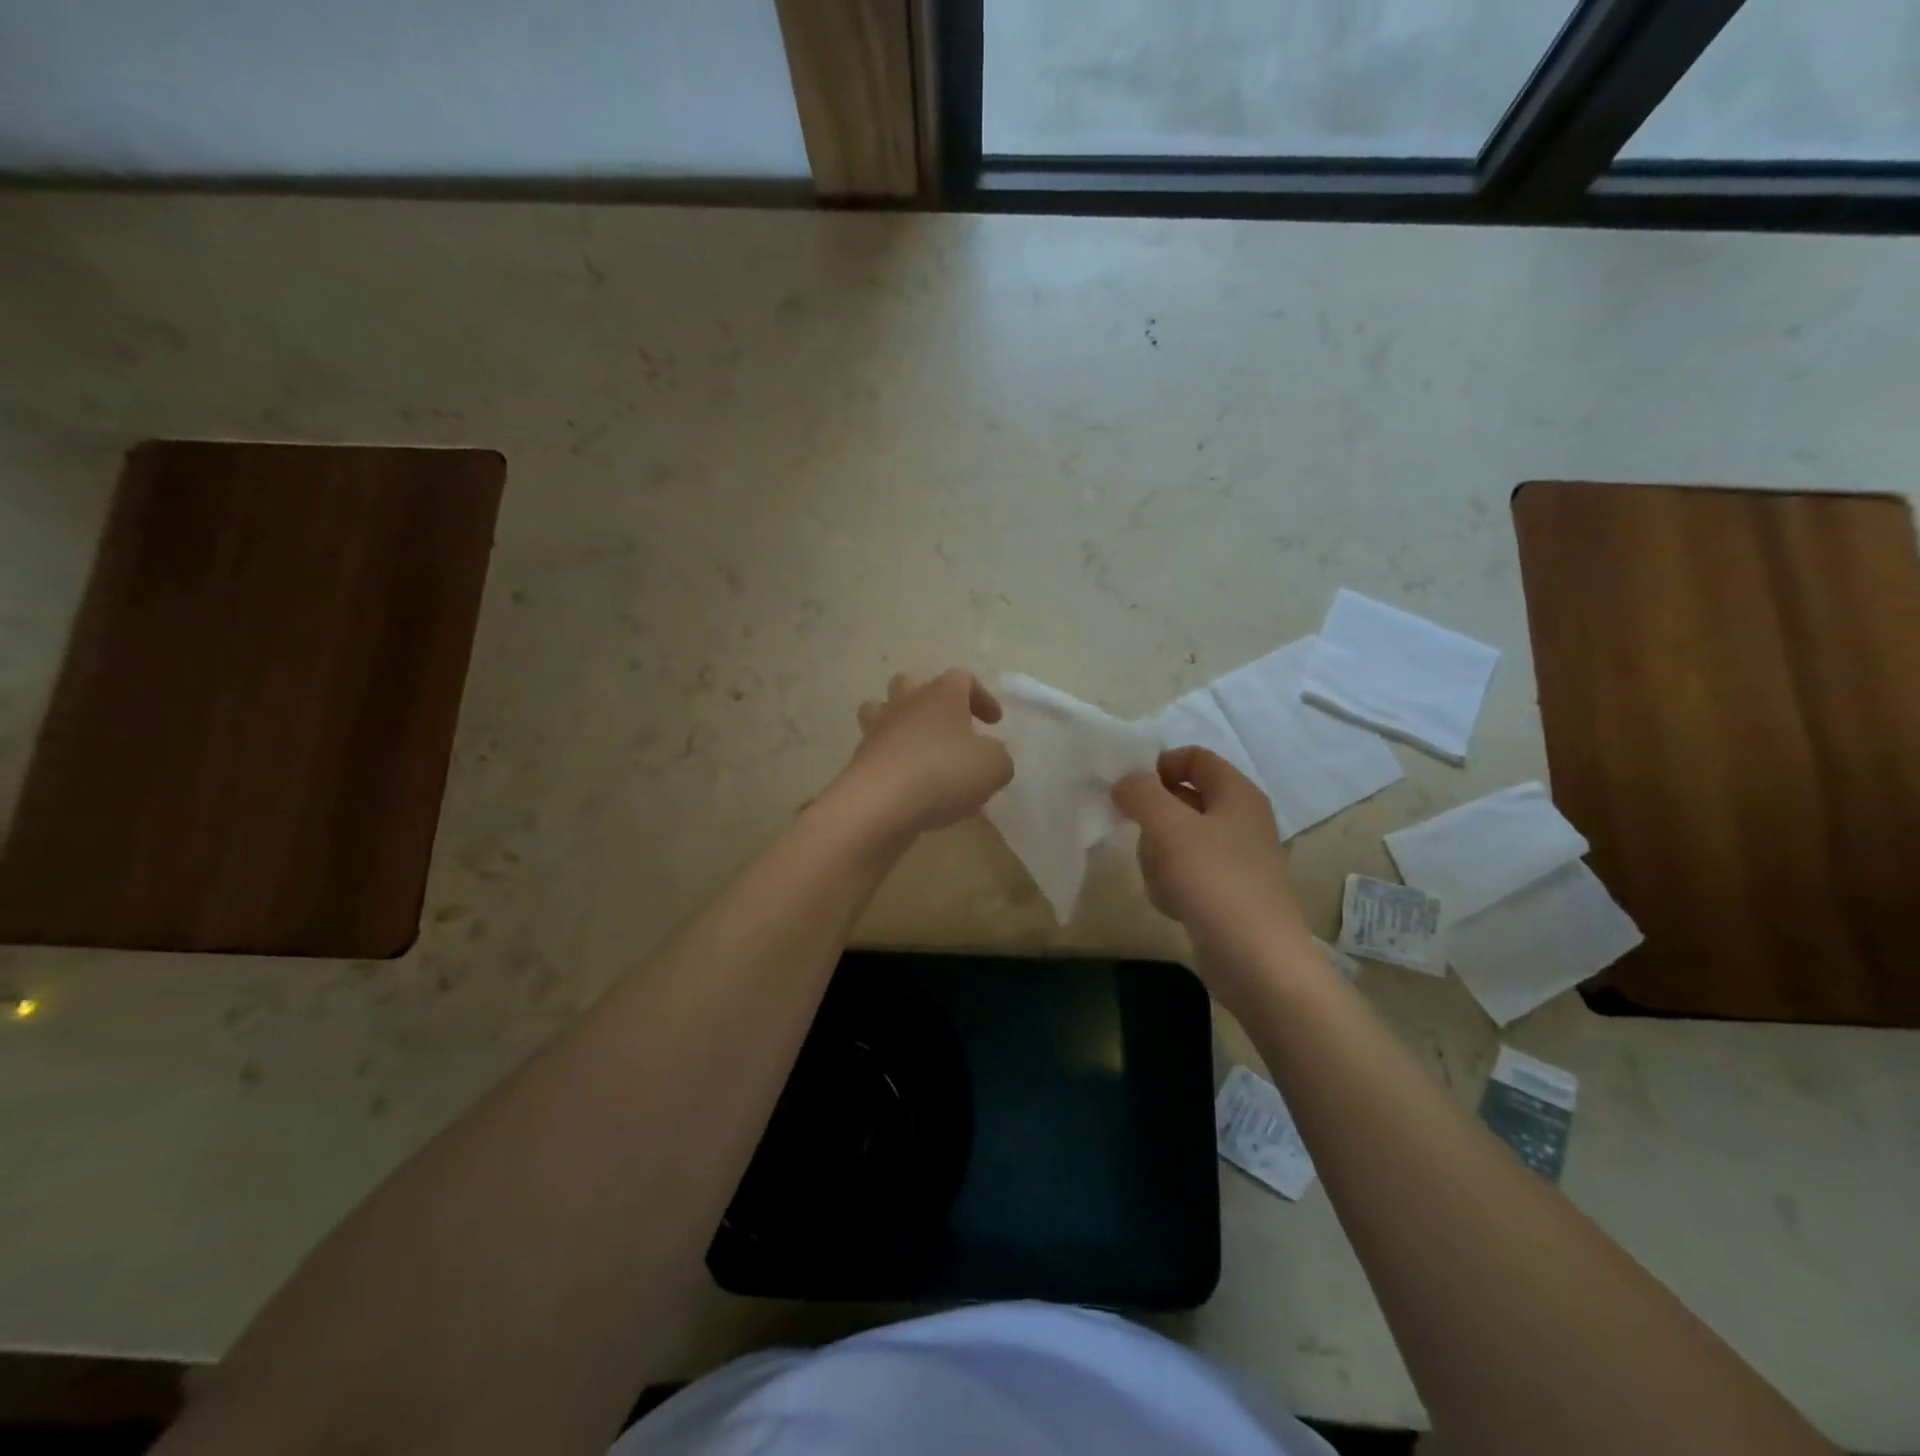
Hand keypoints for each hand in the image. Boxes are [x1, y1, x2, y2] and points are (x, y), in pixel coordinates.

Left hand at [832, 669, 1013, 840]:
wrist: (879, 804)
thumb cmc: (943, 773)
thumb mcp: (993, 767)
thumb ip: (998, 756)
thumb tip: (989, 755)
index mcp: (941, 694)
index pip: (962, 678)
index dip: (981, 697)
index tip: (994, 722)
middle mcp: (906, 703)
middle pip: (911, 683)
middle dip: (931, 701)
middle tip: (949, 726)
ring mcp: (878, 729)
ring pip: (882, 711)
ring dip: (901, 724)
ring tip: (919, 750)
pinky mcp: (860, 759)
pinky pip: (878, 750)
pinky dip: (893, 761)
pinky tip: (910, 787)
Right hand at [1113, 747, 1316, 996]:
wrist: (1257, 961)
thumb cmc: (1214, 881)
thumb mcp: (1169, 827)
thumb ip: (1141, 793)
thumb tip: (1125, 781)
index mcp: (1236, 793)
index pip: (1193, 757)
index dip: (1159, 766)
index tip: (1132, 792)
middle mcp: (1239, 820)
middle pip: (1179, 800)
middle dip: (1153, 821)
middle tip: (1145, 841)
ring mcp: (1234, 859)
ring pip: (1176, 840)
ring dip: (1157, 858)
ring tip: (1163, 881)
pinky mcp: (1225, 892)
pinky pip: (1185, 874)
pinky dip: (1171, 885)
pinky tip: (1173, 905)